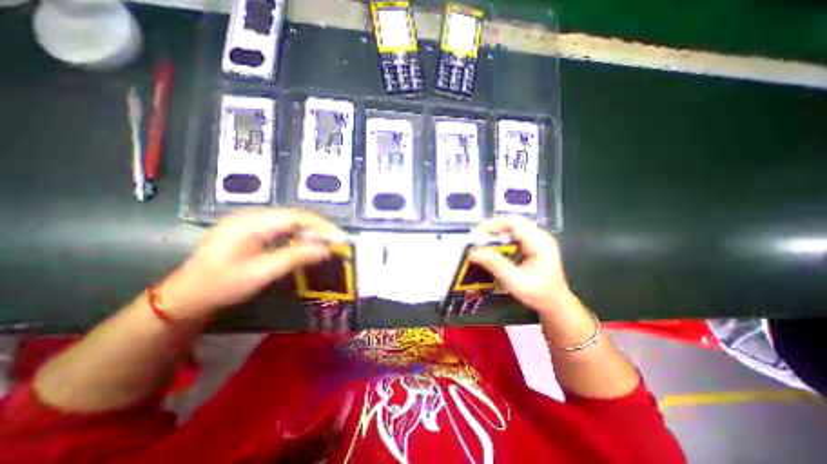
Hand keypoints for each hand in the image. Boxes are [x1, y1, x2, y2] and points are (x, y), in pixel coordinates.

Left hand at [160, 208, 343, 320]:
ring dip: (311, 231)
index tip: (340, 238)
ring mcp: (251, 220)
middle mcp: (252, 215)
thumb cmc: (221, 285)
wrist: (186, 296)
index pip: (297, 216)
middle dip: (320, 228)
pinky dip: (300, 234)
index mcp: (251, 222)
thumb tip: (326, 250)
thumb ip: (295, 257)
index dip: (322, 226)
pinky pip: (283, 227)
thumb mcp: (260, 273)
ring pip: (291, 220)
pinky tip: (306, 244)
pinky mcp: (252, 228)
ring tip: (327, 243)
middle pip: (296, 216)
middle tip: (337, 242)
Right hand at [467, 215, 572, 313]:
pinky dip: (503, 236)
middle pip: (513, 221)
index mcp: (539, 242)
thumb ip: (494, 264)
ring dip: (498, 231)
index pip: (513, 222)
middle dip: (493, 227)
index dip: (493, 224)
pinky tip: (495, 245)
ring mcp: (539, 239)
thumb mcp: (514, 280)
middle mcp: (540, 236)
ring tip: (483, 239)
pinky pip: (516, 233)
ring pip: (514, 226)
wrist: (555, 303)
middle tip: (477, 236)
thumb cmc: (538, 293)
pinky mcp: (535, 244)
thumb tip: (473, 253)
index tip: (477, 233)